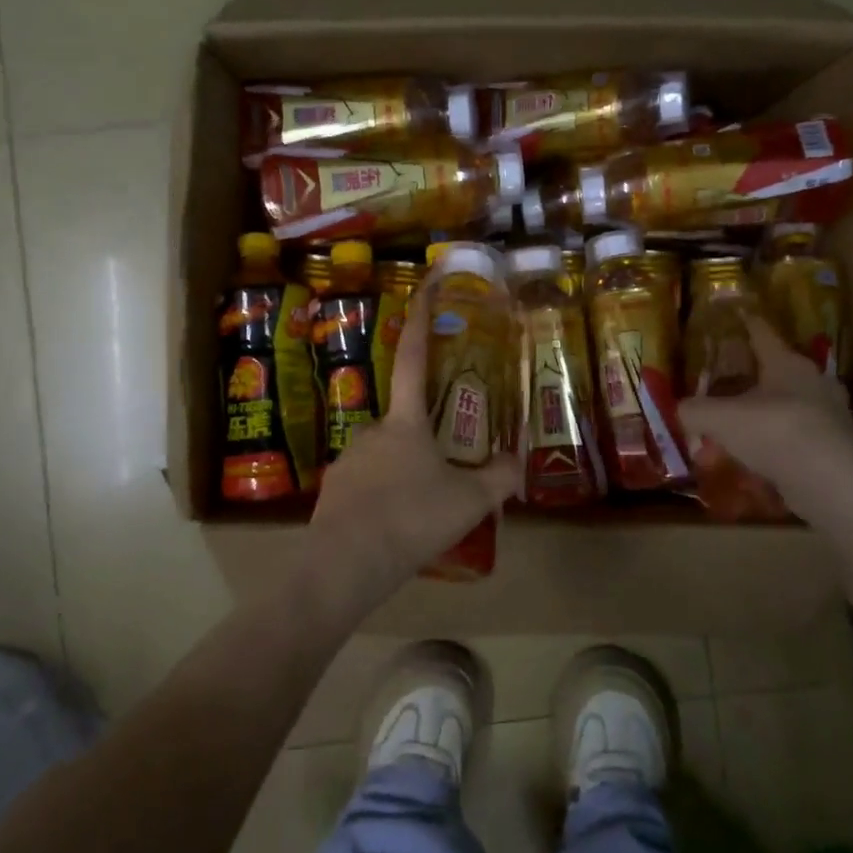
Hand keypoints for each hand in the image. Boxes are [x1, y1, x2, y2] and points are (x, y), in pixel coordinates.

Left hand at [309, 279, 517, 594]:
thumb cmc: (412, 519)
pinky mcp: (333, 490)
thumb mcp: (469, 501)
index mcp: (405, 422)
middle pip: (405, 421)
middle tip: (448, 472)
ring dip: (406, 473)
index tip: (423, 288)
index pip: (414, 360)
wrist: (344, 564)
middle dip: (427, 440)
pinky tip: (397, 527)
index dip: (420, 322)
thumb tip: (519, 462)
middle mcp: (372, 430)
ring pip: (387, 457)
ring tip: (425, 511)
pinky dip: (384, 497)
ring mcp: (348, 459)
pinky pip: (367, 484)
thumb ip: (499, 478)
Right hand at [676, 313, 852, 515]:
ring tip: (733, 431)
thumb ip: (693, 410)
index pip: (762, 332)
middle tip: (721, 386)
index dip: (745, 322)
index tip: (735, 314)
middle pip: (774, 372)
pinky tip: (753, 460)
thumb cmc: (775, 432)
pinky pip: (794, 437)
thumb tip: (678, 409)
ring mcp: (829, 415)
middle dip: (748, 378)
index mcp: (787, 363)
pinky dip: (773, 444)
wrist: (833, 485)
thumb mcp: (719, 418)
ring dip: (759, 416)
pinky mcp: (835, 448)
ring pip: (785, 407)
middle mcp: (813, 381)